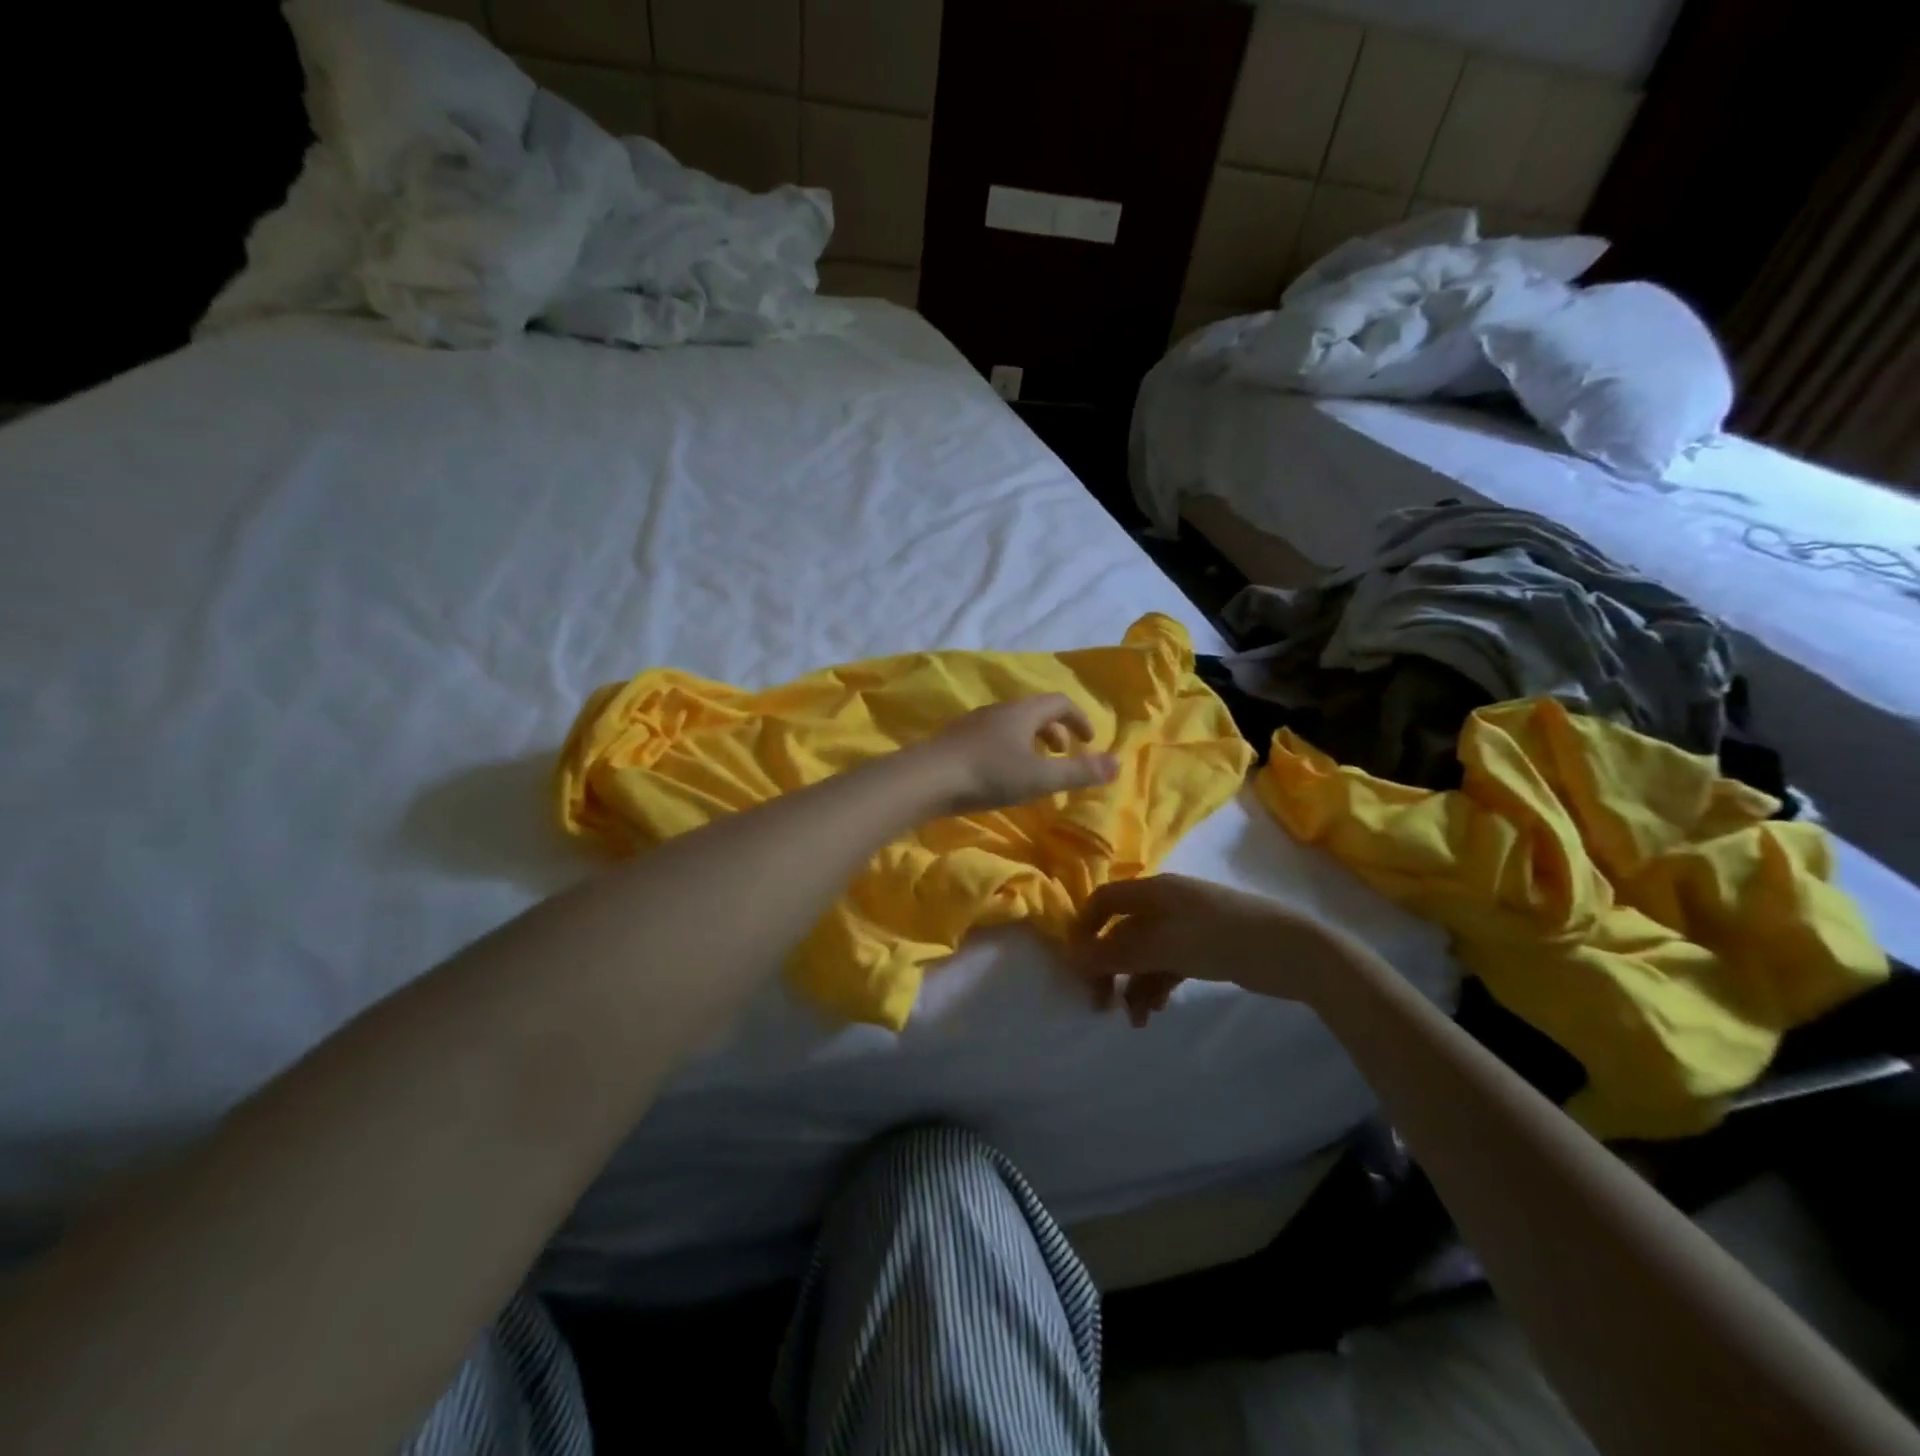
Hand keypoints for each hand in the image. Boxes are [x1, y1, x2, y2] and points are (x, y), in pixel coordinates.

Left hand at [918, 694, 1119, 815]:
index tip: (1088, 741)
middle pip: (1034, 712)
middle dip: (1056, 731)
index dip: (1079, 718)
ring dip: (1031, 741)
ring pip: (1012, 725)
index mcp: (1023, 712)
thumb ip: (1079, 771)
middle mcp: (998, 711)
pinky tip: (1001, 775)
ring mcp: (973, 724)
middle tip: (1065, 755)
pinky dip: (1009, 750)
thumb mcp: (1040, 777)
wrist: (925, 779)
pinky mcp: (955, 741)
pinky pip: (992, 738)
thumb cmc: (988, 774)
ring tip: (1035, 768)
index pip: (1059, 702)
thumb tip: (1118, 762)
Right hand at [1069, 874, 1347, 1025]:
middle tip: (1099, 1004)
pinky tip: (1154, 1011)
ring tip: (1135, 1019)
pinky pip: (1166, 965)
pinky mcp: (1204, 949)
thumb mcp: (1163, 945)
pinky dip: (1155, 986)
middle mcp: (1164, 904)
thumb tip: (1073, 958)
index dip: (1084, 928)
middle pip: (1121, 932)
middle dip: (1107, 966)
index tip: (1076, 965)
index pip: (1104, 900)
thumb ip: (1116, 952)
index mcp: (1153, 890)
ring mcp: (1185, 926)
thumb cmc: (1221, 938)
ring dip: (1132, 984)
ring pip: (1143, 954)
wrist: (1292, 951)